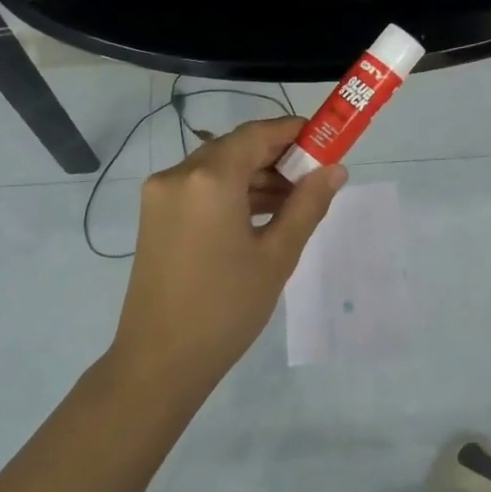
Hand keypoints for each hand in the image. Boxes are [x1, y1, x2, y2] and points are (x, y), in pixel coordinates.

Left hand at [110, 116, 345, 389]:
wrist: (160, 360)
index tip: (325, 139)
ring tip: (294, 201)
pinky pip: (199, 189)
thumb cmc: (226, 308)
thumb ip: (307, 205)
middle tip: (314, 178)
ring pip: (216, 169)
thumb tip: (335, 170)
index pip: (256, 134)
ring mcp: (160, 195)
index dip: (293, 131)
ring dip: (254, 177)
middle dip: (276, 157)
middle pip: (235, 148)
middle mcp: (178, 175)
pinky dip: (230, 194)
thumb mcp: (276, 256)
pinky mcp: (155, 216)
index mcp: (208, 179)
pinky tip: (261, 215)